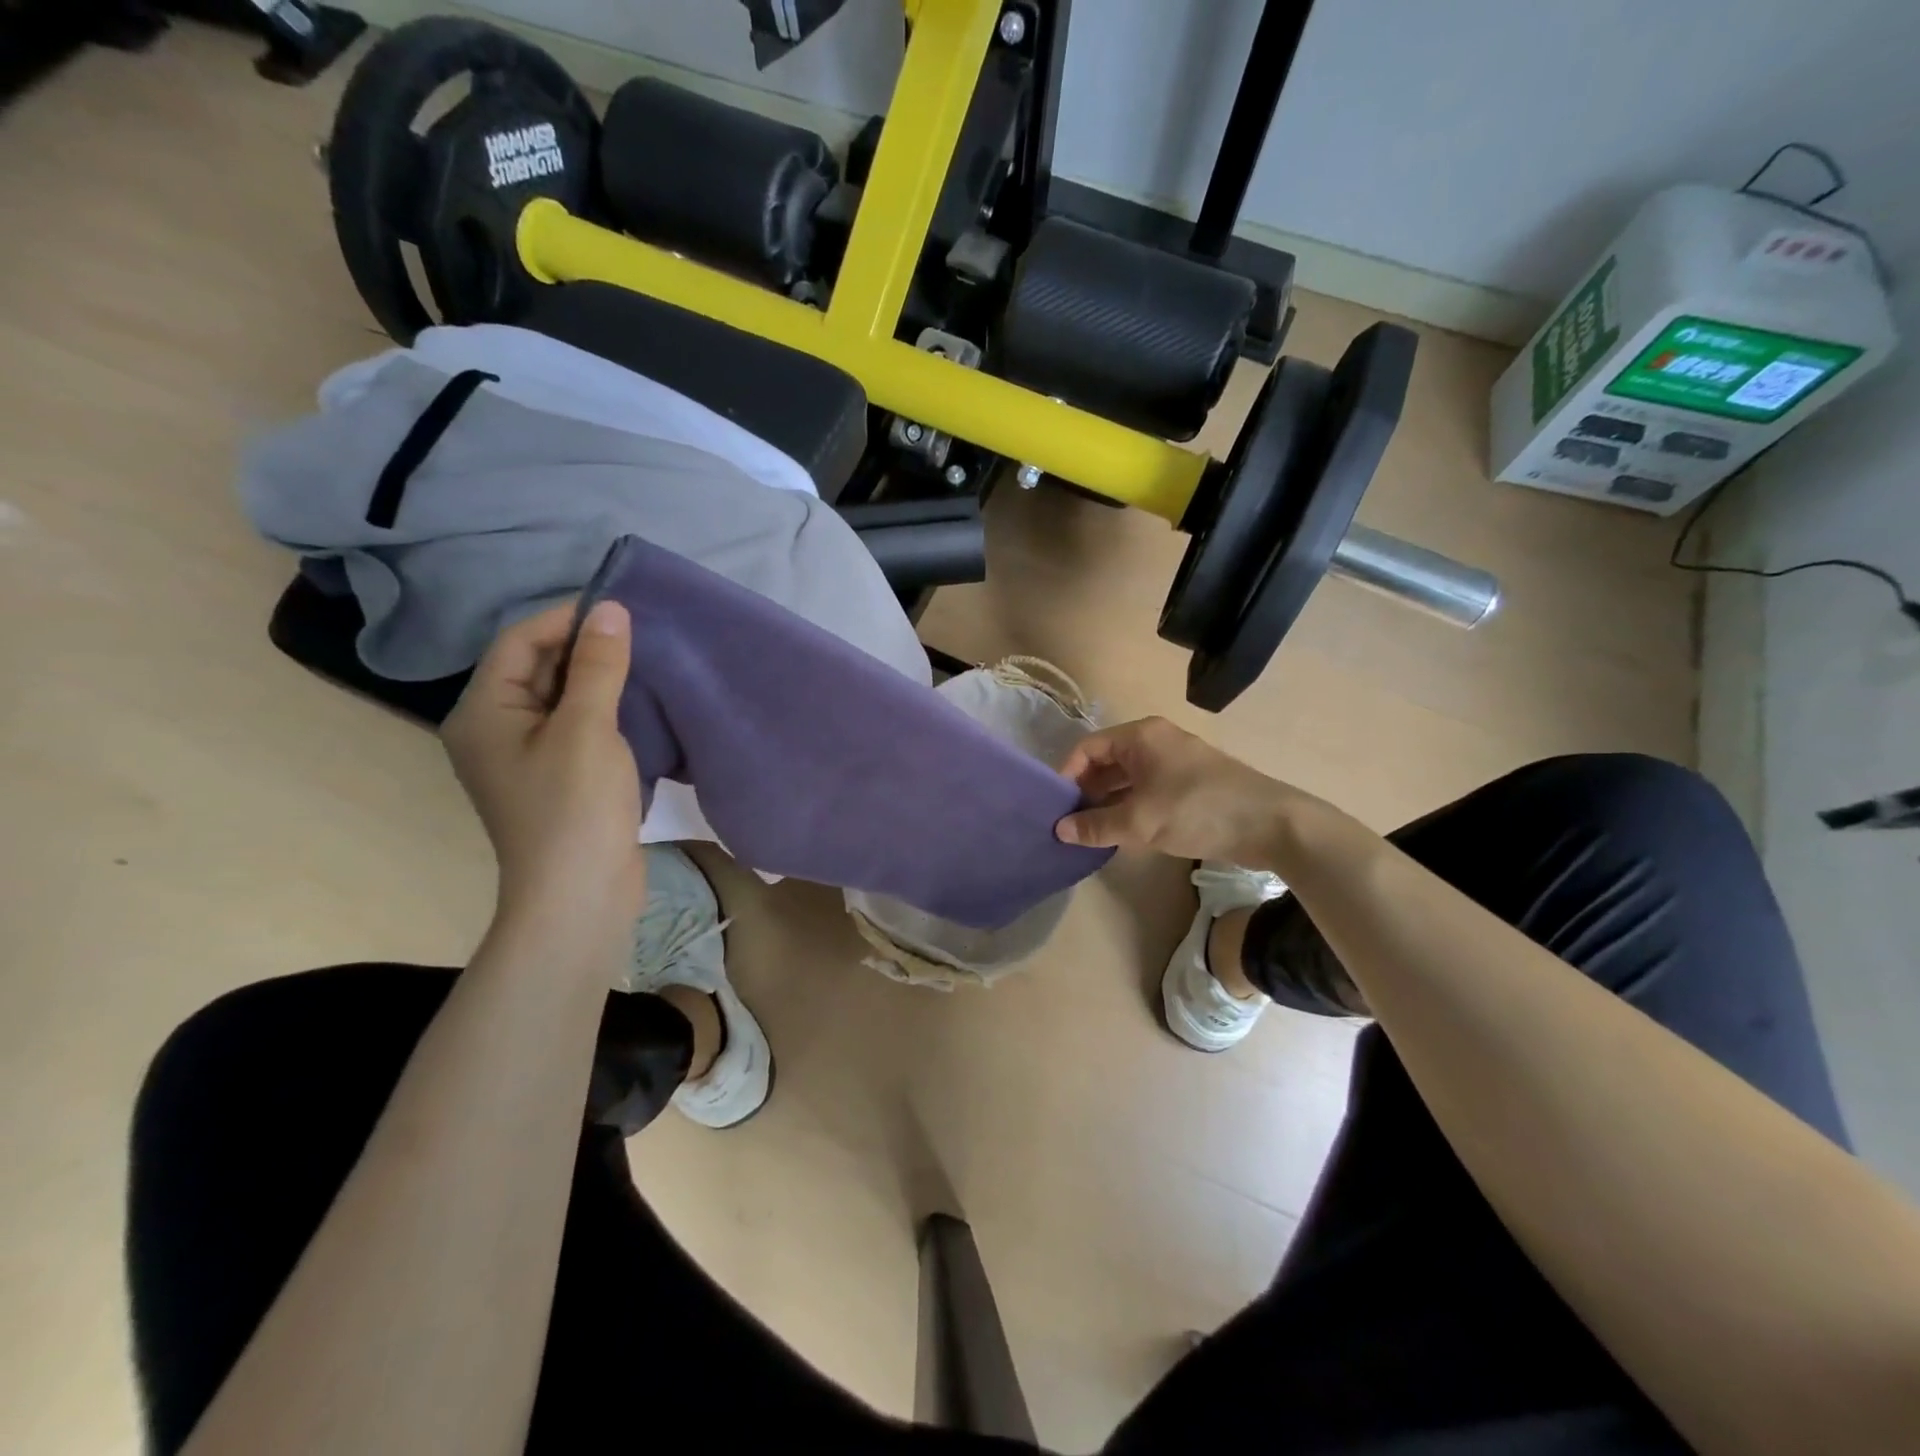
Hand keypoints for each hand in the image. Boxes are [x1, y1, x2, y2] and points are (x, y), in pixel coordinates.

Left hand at [441, 600, 644, 947]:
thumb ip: (597, 666)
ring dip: (600, 680)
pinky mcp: (557, 779)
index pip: (519, 643)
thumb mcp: (587, 728)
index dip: (566, 620)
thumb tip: (609, 608)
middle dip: (584, 648)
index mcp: (484, 713)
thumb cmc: (574, 808)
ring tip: (646, 664)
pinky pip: (577, 728)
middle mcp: (495, 730)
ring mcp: (526, 758)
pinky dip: (606, 711)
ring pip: (561, 699)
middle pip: (537, 669)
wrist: (580, 897)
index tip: (621, 611)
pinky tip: (641, 706)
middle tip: (641, 636)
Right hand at [1054, 717, 1303, 863]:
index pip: (1088, 748)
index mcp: (1141, 736)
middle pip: (1106, 761)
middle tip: (1068, 823)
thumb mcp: (1140, 821)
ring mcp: (1175, 762)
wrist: (1271, 824)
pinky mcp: (1190, 784)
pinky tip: (1121, 833)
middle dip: (1086, 791)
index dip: (1067, 775)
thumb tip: (1059, 830)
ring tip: (1089, 832)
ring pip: (1127, 778)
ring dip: (1107, 802)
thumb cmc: (1197, 810)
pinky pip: (1147, 790)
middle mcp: (1156, 741)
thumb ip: (1096, 825)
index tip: (1055, 806)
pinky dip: (1130, 808)